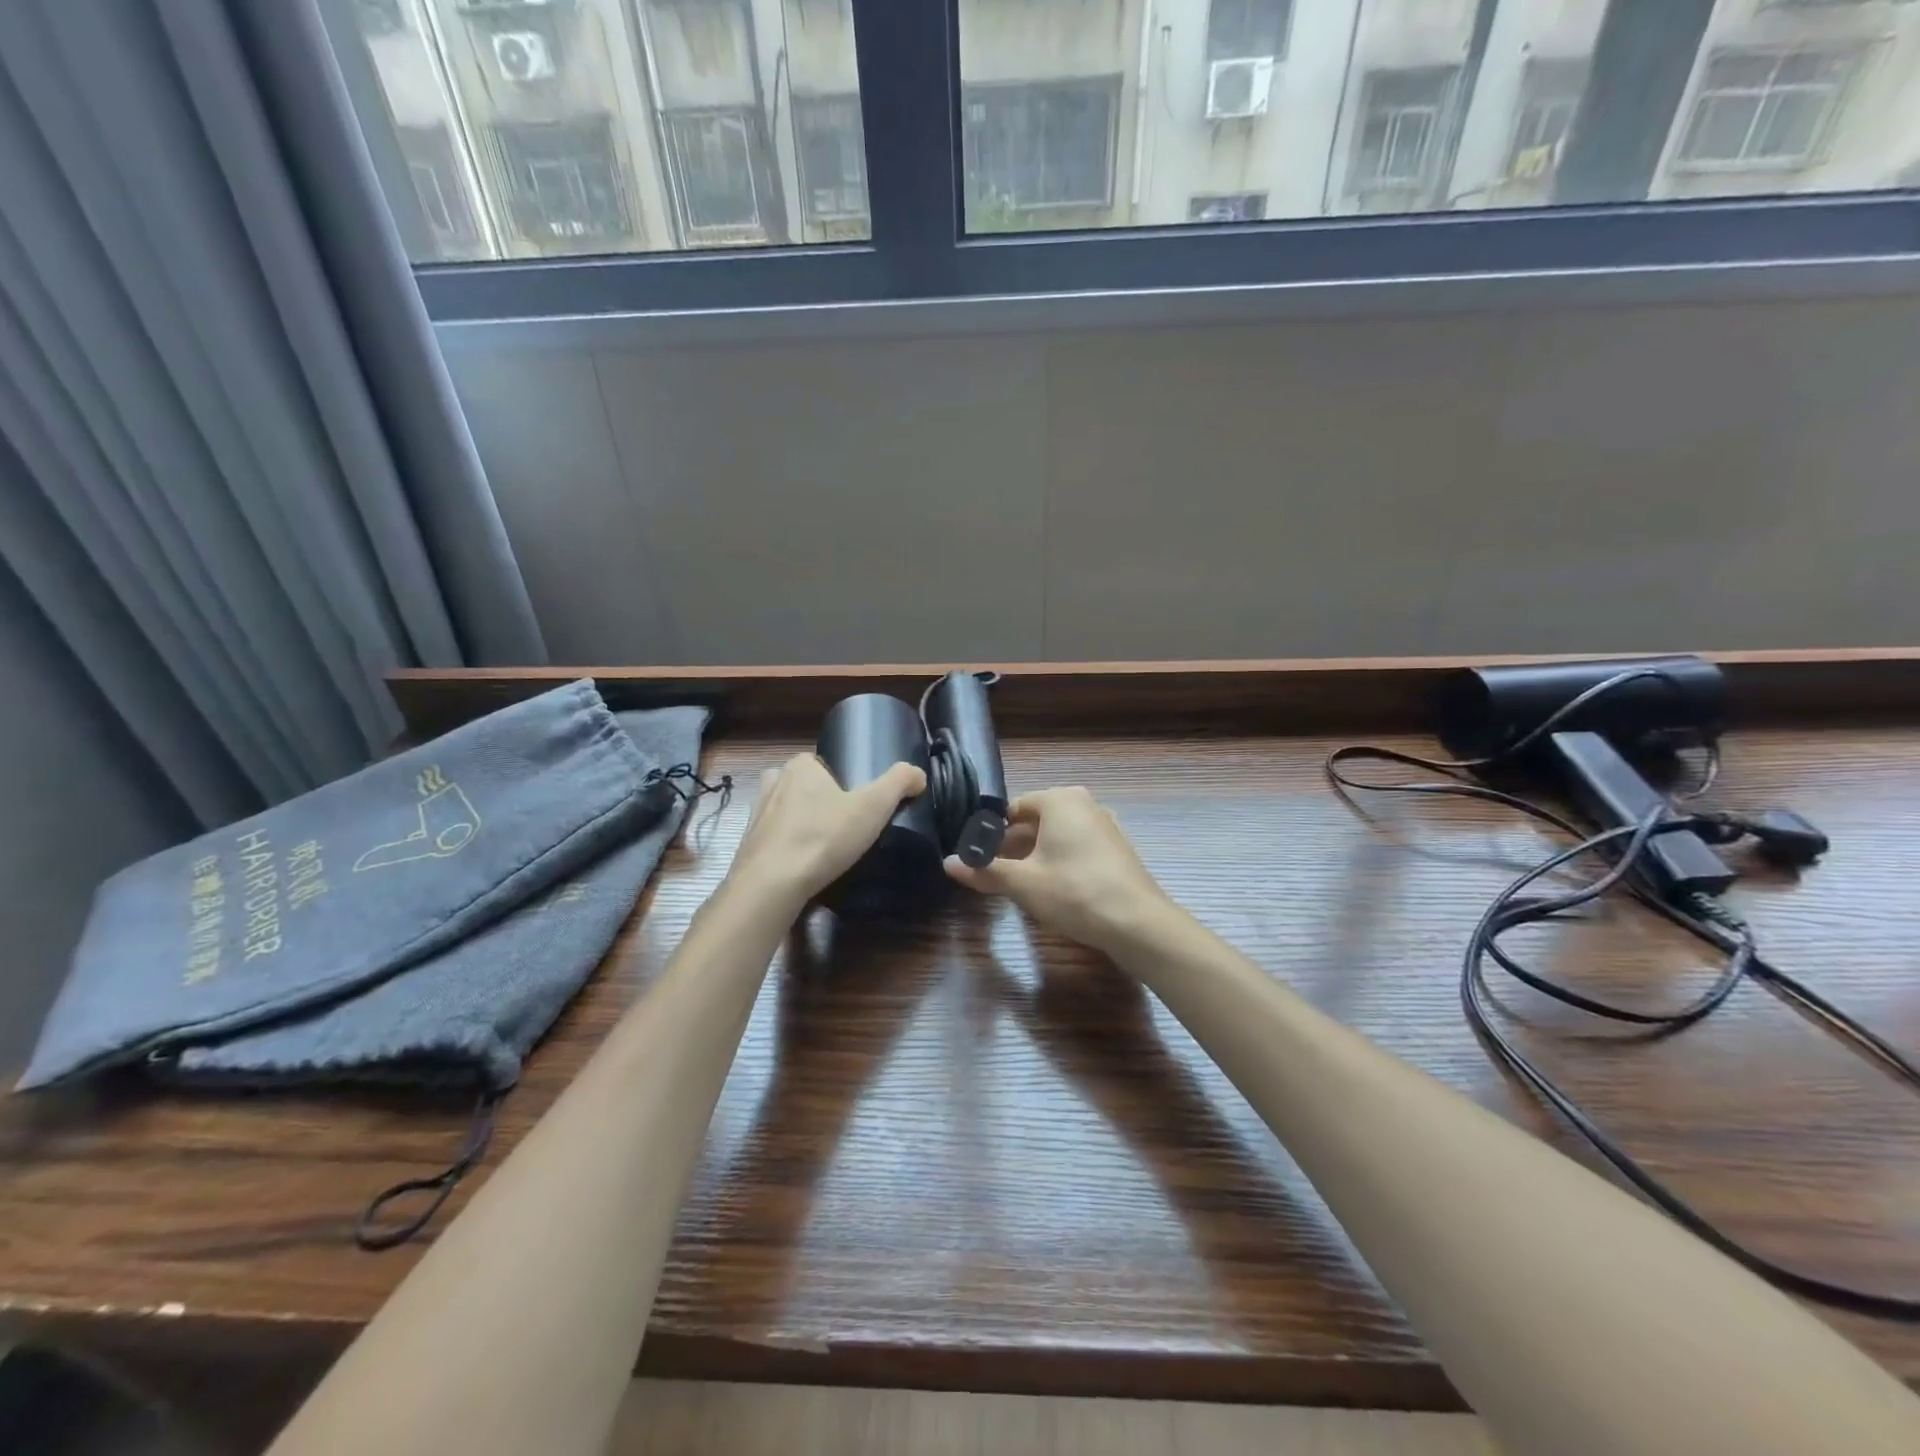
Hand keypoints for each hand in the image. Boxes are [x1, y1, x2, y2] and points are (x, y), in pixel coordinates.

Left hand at [726, 752, 925, 909]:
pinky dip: (788, 848)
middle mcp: (773, 783)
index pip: (821, 762)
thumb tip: (918, 774)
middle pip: (803, 786)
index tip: (857, 802)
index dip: (840, 780)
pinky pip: (774, 839)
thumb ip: (899, 783)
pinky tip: (804, 864)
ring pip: (786, 812)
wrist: (771, 885)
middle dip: (820, 800)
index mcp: (799, 767)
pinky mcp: (748, 845)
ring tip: (825, 845)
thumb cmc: (823, 837)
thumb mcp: (873, 806)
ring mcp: (756, 815)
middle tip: (843, 824)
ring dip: (801, 824)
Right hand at [944, 787, 1174, 955]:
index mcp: (1060, 799)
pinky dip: (1061, 862)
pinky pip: (1078, 848)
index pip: (1014, 808)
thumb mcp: (1023, 882)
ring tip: (1020, 884)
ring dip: (1037, 856)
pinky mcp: (1118, 850)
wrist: (1137, 923)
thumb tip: (948, 863)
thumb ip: (985, 870)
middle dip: (1014, 845)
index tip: (979, 857)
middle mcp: (1084, 804)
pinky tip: (1054, 890)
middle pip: (1037, 821)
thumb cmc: (1074, 891)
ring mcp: (1105, 826)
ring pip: (1058, 836)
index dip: (993, 832)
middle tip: (995, 873)